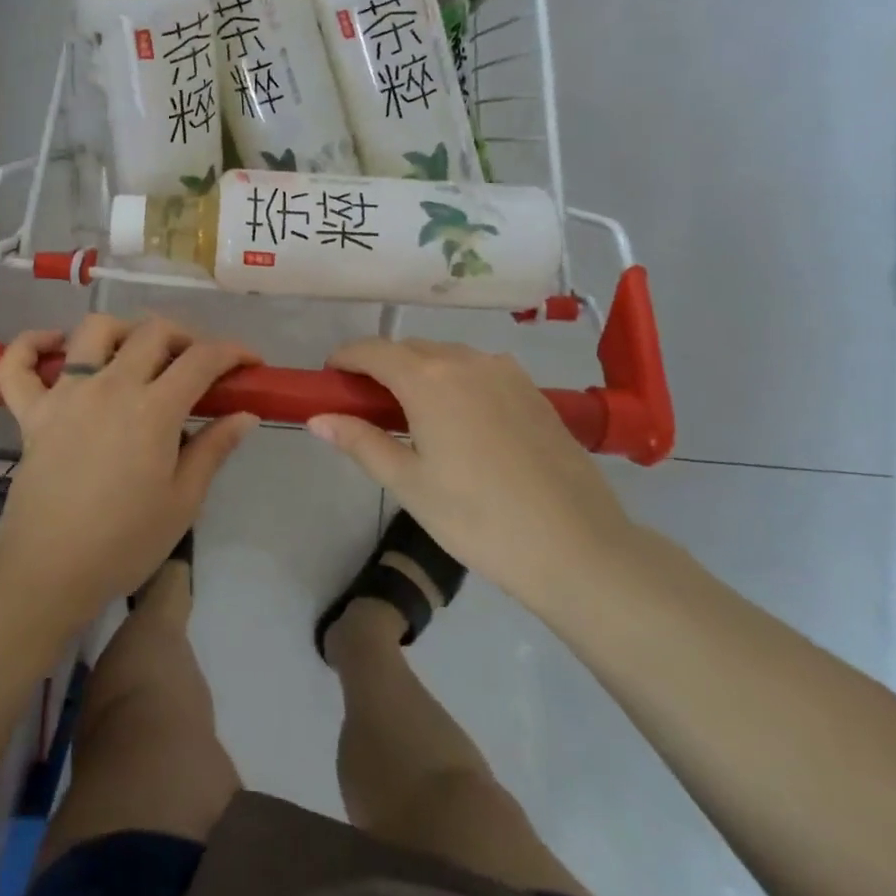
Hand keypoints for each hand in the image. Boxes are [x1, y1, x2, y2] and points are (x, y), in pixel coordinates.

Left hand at [0, 316, 258, 631]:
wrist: (50, 573)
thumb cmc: (125, 543)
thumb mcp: (183, 501)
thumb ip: (214, 448)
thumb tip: (246, 414)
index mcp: (153, 410)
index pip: (202, 359)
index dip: (233, 352)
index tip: (250, 363)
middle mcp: (110, 386)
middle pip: (153, 332)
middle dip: (186, 337)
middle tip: (198, 365)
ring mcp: (65, 394)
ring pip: (94, 330)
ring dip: (124, 330)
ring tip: (137, 353)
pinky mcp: (30, 412)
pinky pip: (17, 363)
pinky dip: (32, 344)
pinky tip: (56, 344)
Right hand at [307, 339, 636, 619]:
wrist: (577, 546)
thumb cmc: (479, 518)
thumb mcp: (409, 484)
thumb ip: (360, 442)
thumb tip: (317, 418)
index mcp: (429, 379)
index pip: (372, 350)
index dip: (345, 358)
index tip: (329, 379)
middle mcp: (466, 360)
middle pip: (409, 349)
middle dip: (380, 366)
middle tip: (365, 406)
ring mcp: (506, 372)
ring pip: (446, 357)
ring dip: (419, 372)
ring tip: (411, 415)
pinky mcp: (533, 390)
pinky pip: (478, 370)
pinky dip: (454, 381)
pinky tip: (459, 420)